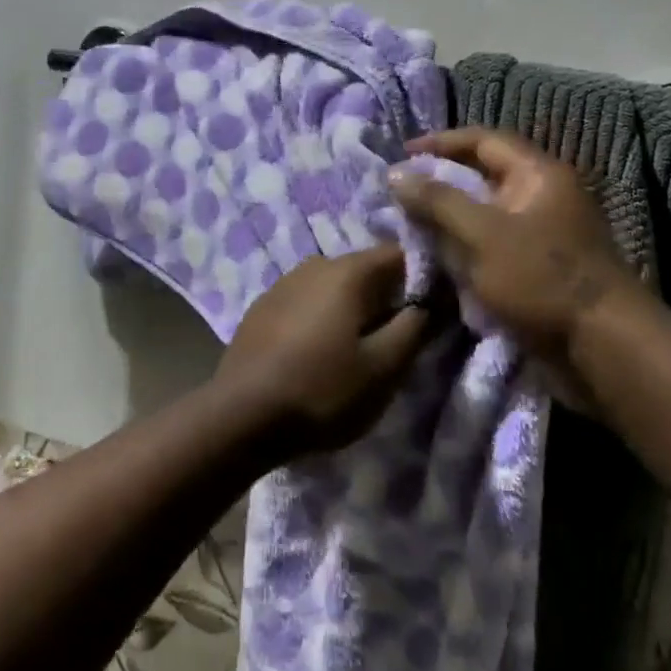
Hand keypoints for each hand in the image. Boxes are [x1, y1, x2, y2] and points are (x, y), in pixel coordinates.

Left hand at [215, 244, 429, 454]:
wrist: (240, 415)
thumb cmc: (322, 390)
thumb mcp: (384, 368)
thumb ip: (414, 328)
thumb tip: (430, 302)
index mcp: (348, 271)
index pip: (400, 255)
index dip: (423, 280)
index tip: (430, 313)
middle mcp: (314, 264)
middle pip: (365, 271)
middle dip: (385, 298)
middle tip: (393, 341)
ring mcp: (283, 283)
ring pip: (333, 287)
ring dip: (350, 310)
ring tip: (354, 350)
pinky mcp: (262, 307)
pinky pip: (305, 302)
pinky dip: (320, 318)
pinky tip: (316, 353)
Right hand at [389, 129, 654, 360]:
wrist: (602, 348)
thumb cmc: (542, 279)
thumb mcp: (483, 234)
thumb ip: (438, 201)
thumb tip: (396, 172)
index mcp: (538, 174)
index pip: (483, 140)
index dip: (440, 142)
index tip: (401, 153)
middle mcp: (542, 196)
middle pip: (483, 176)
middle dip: (439, 183)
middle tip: (399, 195)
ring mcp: (542, 234)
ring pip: (484, 214)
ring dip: (448, 219)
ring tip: (408, 227)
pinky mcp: (537, 267)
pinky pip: (492, 245)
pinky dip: (464, 248)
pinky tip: (436, 259)